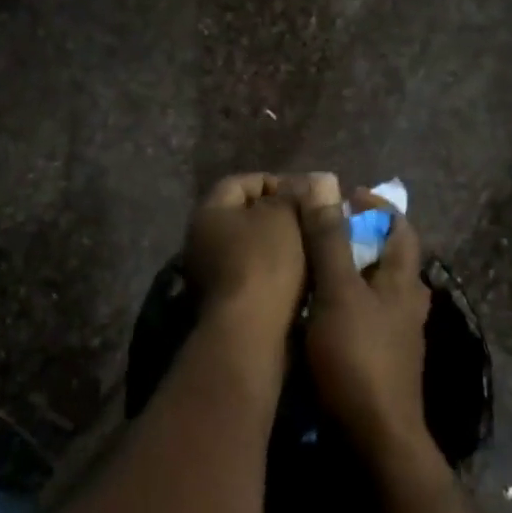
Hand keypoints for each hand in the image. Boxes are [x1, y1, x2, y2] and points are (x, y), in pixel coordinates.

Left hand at [185, 174, 307, 340]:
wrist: (250, 331)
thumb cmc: (265, 263)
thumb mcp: (284, 217)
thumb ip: (294, 195)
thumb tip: (308, 180)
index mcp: (208, 212)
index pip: (241, 182)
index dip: (275, 182)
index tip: (305, 195)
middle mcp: (200, 240)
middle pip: (243, 217)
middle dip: (278, 217)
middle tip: (310, 222)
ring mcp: (208, 275)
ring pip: (250, 249)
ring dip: (279, 247)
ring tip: (312, 250)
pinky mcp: (223, 303)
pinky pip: (252, 276)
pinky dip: (274, 273)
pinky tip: (300, 278)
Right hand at [295, 174, 433, 466]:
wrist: (374, 438)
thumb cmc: (356, 358)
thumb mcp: (337, 292)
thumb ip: (329, 241)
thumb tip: (323, 185)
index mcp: (403, 281)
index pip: (400, 227)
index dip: (375, 206)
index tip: (342, 195)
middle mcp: (407, 303)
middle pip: (388, 257)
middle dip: (359, 237)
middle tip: (320, 229)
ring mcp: (397, 335)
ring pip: (375, 288)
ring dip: (350, 271)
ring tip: (312, 265)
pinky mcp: (381, 360)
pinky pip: (364, 316)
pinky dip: (344, 302)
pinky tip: (316, 310)